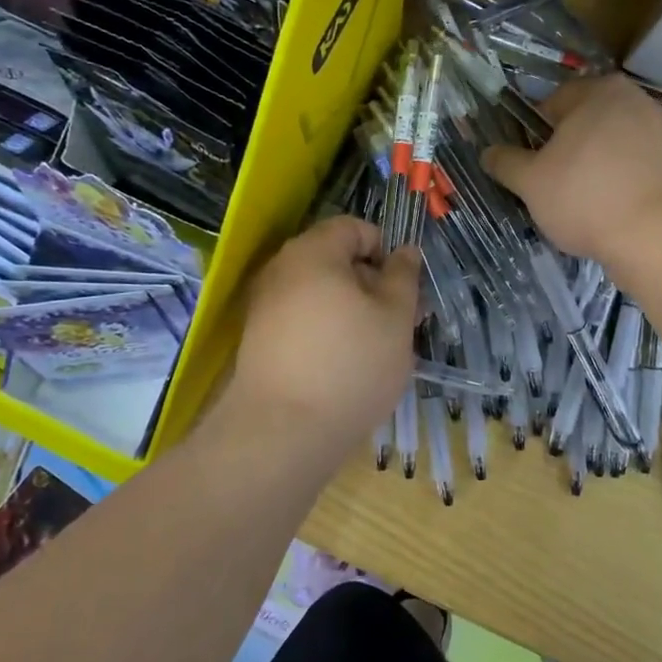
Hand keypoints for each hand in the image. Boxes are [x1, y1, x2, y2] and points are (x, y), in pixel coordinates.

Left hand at [231, 217, 419, 450]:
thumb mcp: (395, 319)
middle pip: (334, 259)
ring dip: (349, 310)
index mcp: (314, 252)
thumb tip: (404, 250)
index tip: (402, 289)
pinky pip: (300, 320)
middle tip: (395, 322)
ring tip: (371, 349)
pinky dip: (324, 332)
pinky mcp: (257, 340)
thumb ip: (403, 277)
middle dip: (369, 283)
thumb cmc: (350, 365)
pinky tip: (340, 367)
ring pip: (318, 292)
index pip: (353, 228)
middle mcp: (281, 269)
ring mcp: (263, 306)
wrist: (281, 433)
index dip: (384, 250)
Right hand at [481, 75, 661, 275]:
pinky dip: (622, 183)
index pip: (551, 104)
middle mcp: (634, 99)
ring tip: (584, 205)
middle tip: (553, 188)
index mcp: (597, 90)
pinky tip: (614, 212)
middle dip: (567, 152)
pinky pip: (636, 168)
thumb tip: (487, 153)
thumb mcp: (531, 183)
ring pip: (612, 147)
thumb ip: (506, 163)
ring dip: (595, 169)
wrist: (661, 237)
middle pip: (584, 125)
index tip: (530, 168)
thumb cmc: (587, 198)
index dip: (534, 136)